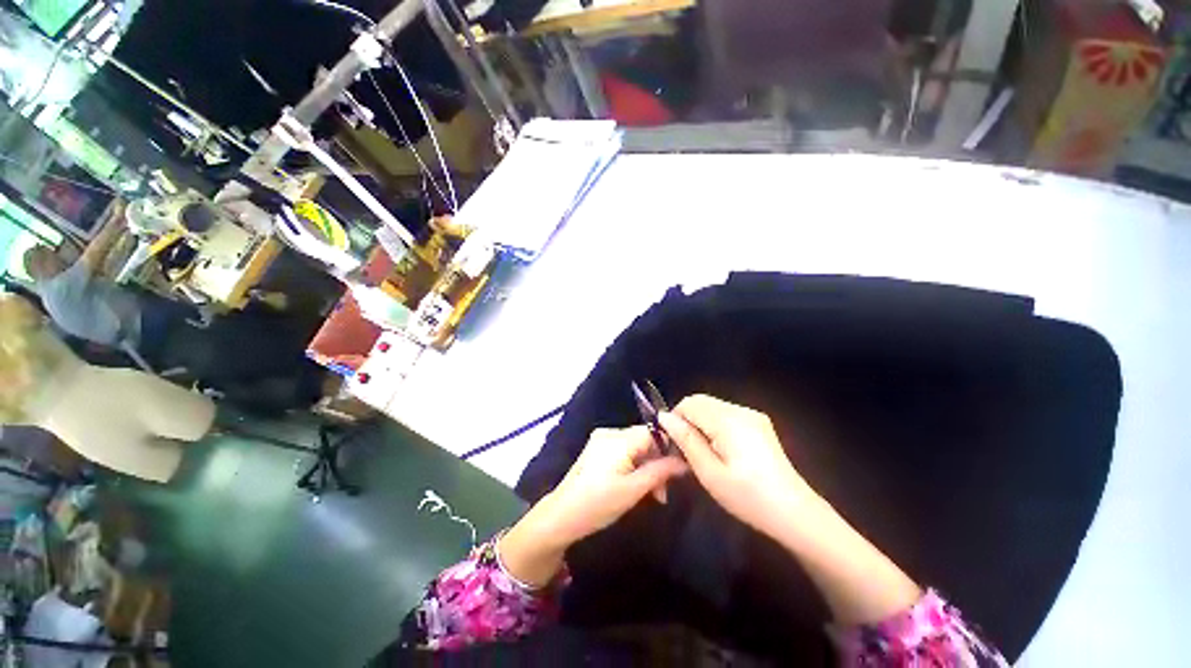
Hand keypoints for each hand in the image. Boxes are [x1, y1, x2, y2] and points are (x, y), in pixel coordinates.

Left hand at [540, 426, 687, 545]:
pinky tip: (635, 486)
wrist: (560, 516)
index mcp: (619, 439)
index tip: (680, 472)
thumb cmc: (598, 504)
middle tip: (663, 494)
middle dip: (658, 463)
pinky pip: (624, 451)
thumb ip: (660, 472)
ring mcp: (601, 440)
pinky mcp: (597, 449)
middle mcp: (610, 433)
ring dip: (647, 467)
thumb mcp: (633, 491)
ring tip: (652, 495)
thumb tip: (684, 461)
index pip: (654, 432)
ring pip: (636, 447)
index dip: (670, 448)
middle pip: (645, 440)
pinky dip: (634, 466)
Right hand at [658, 395, 814, 540]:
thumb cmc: (748, 497)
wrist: (794, 512)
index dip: (675, 420)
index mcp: (728, 420)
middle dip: (687, 421)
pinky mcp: (759, 423)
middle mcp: (740, 410)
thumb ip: (685, 440)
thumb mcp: (709, 472)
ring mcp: (752, 415)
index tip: (673, 445)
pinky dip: (714, 426)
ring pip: (712, 407)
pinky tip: (721, 450)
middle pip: (701, 402)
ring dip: (700, 423)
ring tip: (703, 453)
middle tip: (686, 451)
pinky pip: (726, 414)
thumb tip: (664, 417)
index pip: (689, 403)